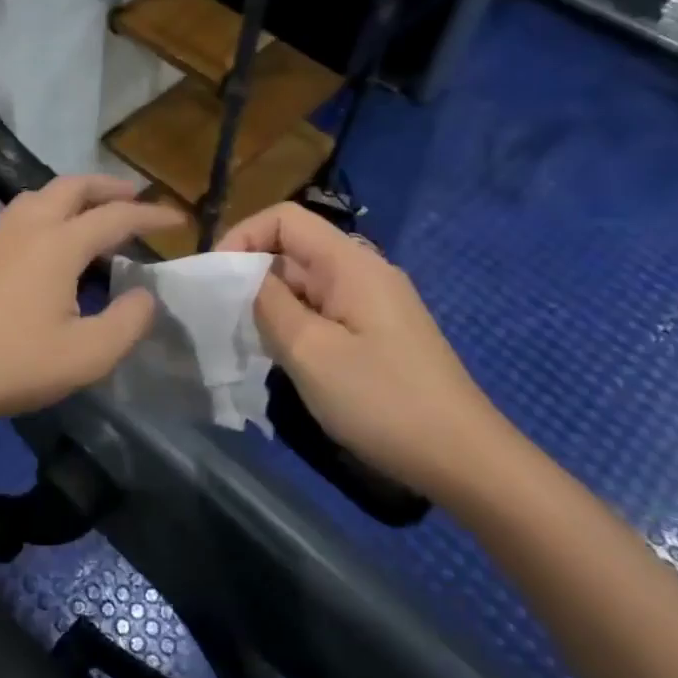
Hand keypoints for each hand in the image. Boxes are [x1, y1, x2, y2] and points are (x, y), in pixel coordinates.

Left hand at [0, 176, 184, 444]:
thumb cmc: (11, 363)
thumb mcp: (86, 356)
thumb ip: (127, 323)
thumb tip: (144, 296)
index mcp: (59, 243)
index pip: (116, 217)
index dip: (151, 215)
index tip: (178, 218)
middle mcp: (28, 226)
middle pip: (73, 187)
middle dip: (108, 187)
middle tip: (135, 197)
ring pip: (41, 195)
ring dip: (75, 194)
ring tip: (95, 213)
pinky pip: (23, 214)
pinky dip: (50, 211)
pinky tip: (51, 243)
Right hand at [220, 203, 520, 501]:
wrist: (463, 459)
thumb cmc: (381, 400)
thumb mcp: (310, 351)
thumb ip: (268, 305)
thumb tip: (242, 276)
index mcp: (350, 263)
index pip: (284, 219)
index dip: (242, 236)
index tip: (214, 279)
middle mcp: (364, 272)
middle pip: (294, 250)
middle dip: (252, 275)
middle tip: (223, 319)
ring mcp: (374, 303)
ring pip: (306, 284)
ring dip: (271, 304)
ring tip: (248, 341)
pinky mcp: (378, 333)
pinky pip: (324, 311)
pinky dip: (295, 324)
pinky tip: (283, 358)